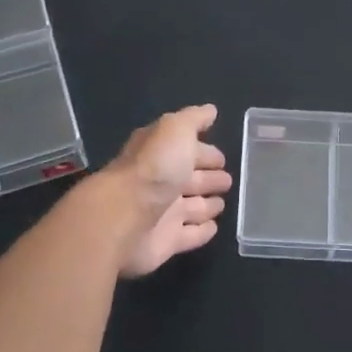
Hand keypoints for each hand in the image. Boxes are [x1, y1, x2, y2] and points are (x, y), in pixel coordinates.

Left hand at [106, 105, 232, 277]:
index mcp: (160, 153)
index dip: (205, 151)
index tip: (223, 157)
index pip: (187, 150)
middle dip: (209, 178)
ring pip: (192, 208)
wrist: (123, 219)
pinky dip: (202, 231)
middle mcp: (160, 182)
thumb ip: (193, 119)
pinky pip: (190, 235)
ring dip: (207, 205)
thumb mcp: (175, 130)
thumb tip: (210, 110)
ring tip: (222, 204)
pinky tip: (213, 227)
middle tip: (228, 180)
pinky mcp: (167, 242)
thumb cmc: (154, 169)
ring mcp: (163, 214)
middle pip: (189, 179)